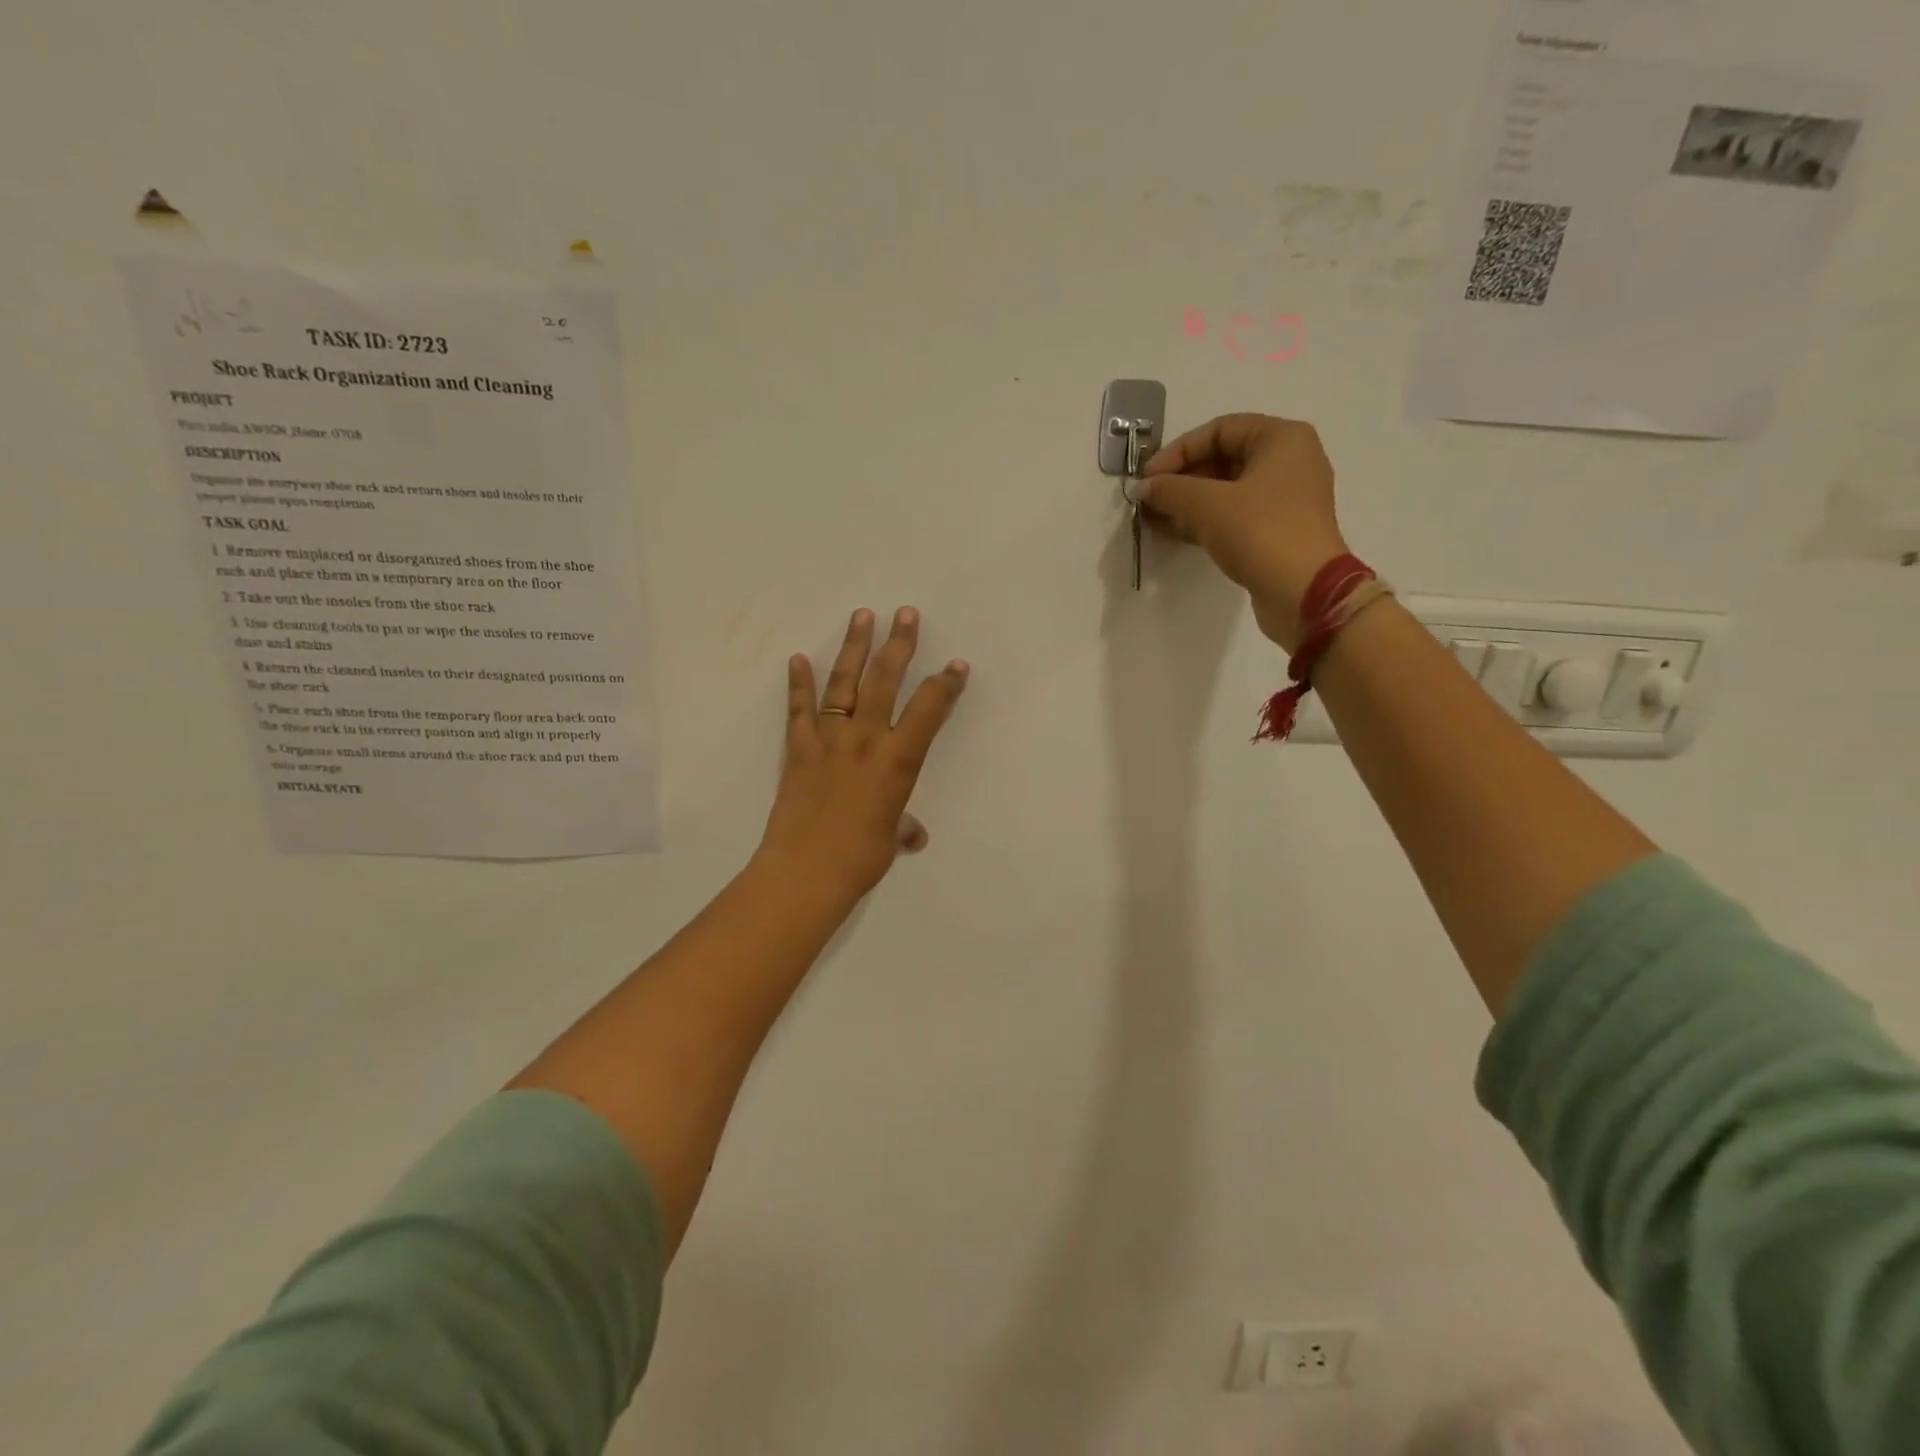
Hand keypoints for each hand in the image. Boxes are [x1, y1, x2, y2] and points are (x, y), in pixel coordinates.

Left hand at [758, 607, 969, 900]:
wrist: (805, 872)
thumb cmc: (860, 859)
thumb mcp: (890, 839)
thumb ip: (903, 828)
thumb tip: (912, 835)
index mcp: (898, 760)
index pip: (929, 710)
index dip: (946, 684)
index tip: (956, 665)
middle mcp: (865, 739)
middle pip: (886, 680)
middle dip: (899, 644)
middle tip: (906, 613)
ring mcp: (829, 739)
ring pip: (844, 683)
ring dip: (854, 647)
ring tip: (862, 615)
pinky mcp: (798, 749)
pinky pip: (799, 709)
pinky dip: (799, 683)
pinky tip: (797, 659)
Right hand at [1139, 413, 1348, 651]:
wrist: (1303, 592)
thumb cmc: (1260, 532)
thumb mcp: (1207, 505)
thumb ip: (1171, 489)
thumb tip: (1144, 488)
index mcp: (1282, 439)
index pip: (1220, 430)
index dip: (1178, 451)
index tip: (1148, 476)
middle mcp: (1289, 462)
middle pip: (1223, 459)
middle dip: (1181, 479)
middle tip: (1149, 499)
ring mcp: (1285, 499)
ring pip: (1226, 491)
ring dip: (1187, 502)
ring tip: (1152, 517)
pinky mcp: (1277, 531)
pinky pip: (1234, 516)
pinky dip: (1204, 521)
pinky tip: (1172, 531)